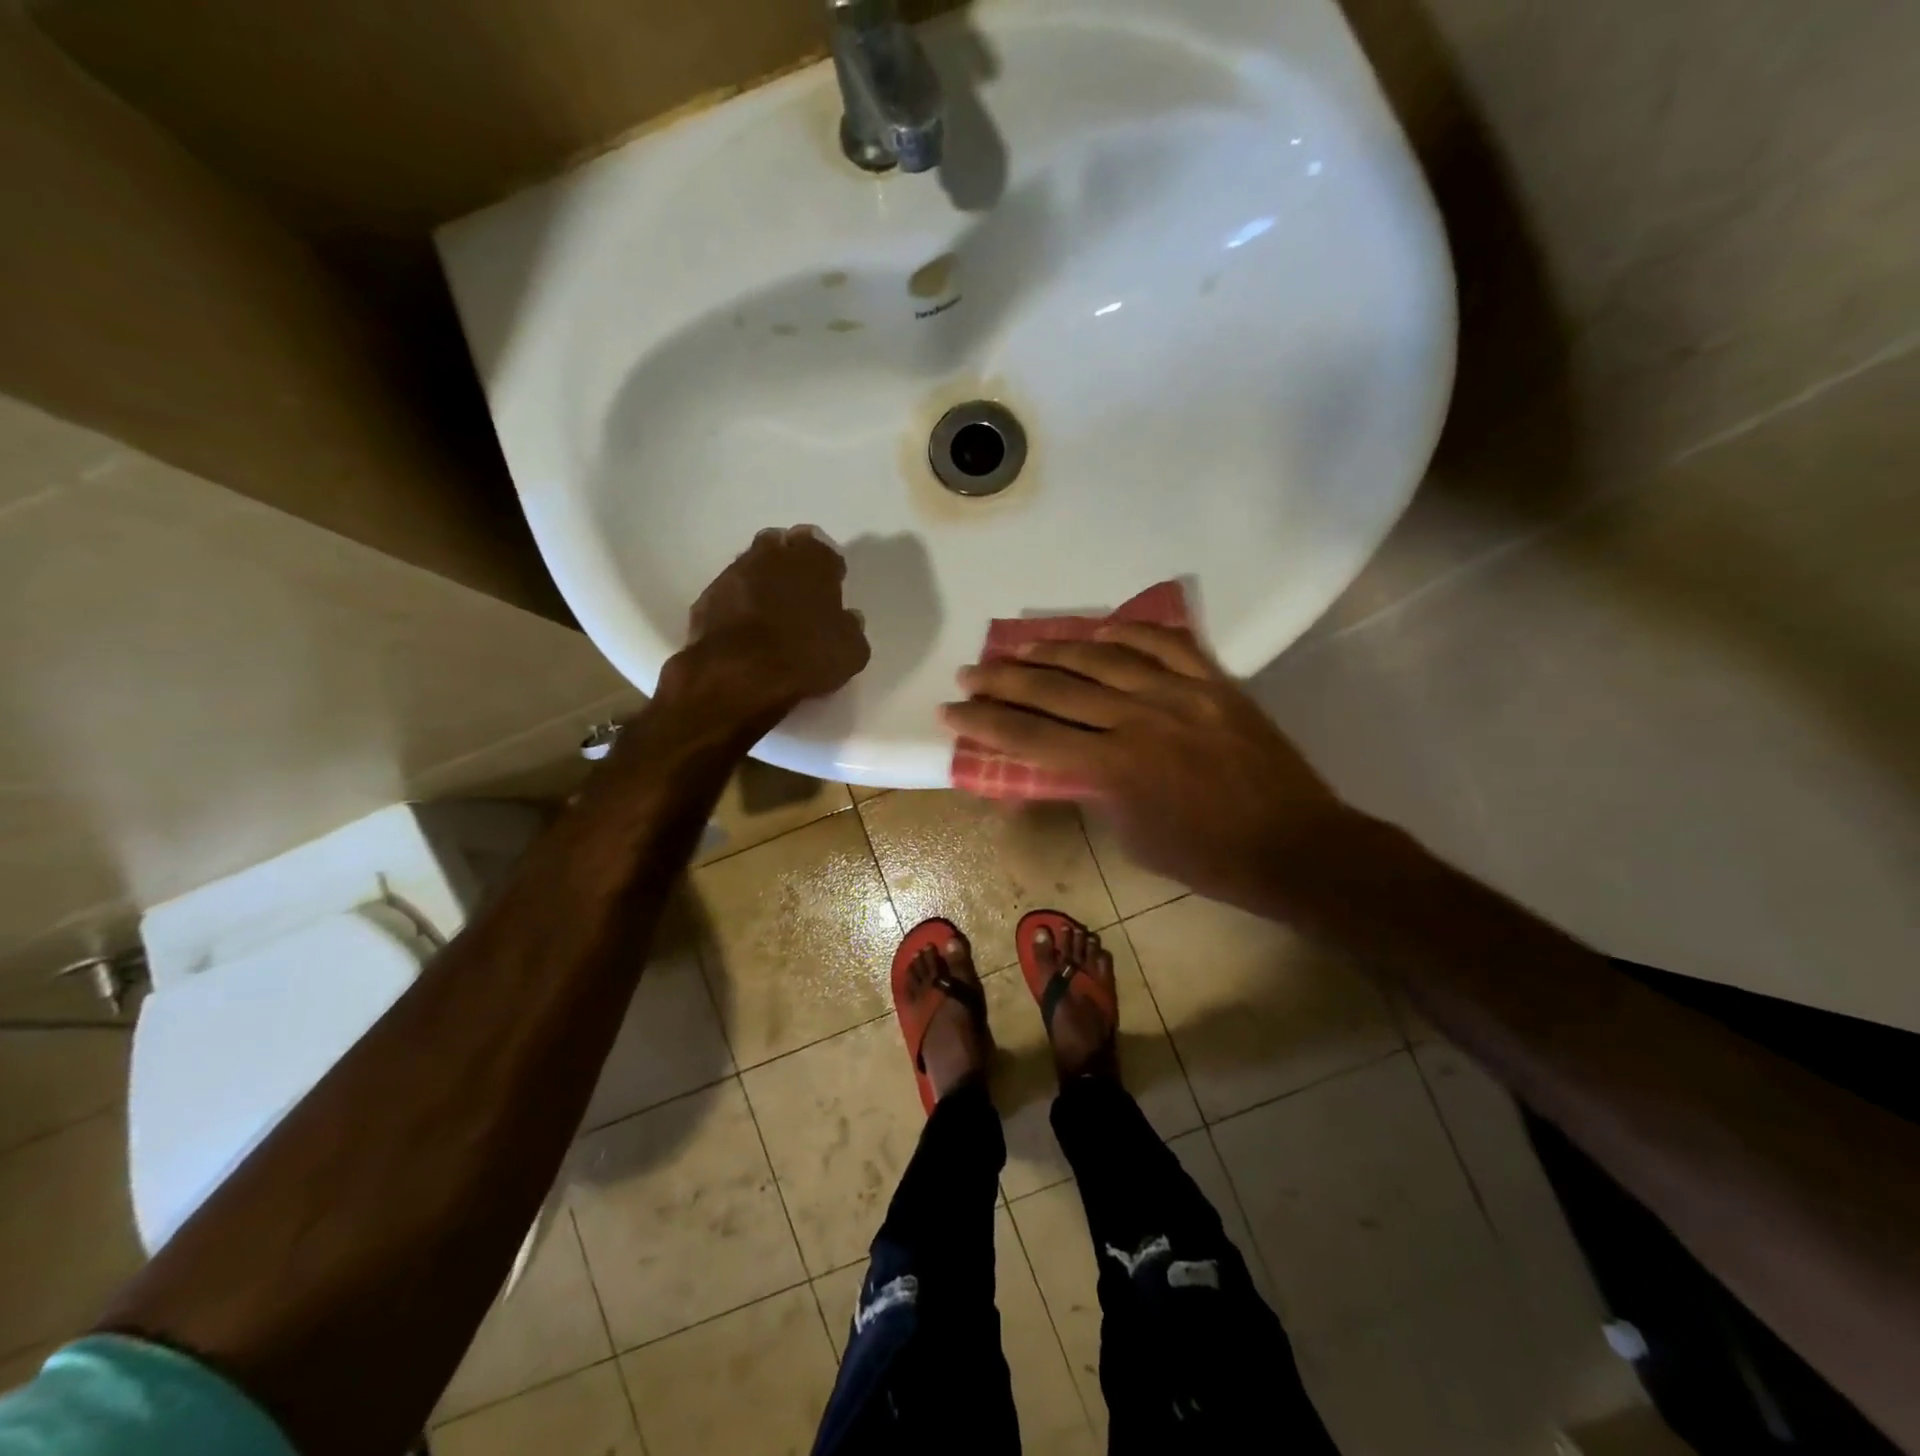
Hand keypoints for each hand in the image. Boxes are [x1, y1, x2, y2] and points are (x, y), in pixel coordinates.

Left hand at [658, 526, 869, 728]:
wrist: (738, 675)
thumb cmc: (806, 656)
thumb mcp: (851, 651)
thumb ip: (851, 628)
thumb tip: (847, 619)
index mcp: (812, 559)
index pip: (822, 548)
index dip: (827, 568)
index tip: (830, 588)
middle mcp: (771, 555)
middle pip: (781, 547)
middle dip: (789, 563)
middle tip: (798, 593)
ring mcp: (734, 573)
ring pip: (752, 567)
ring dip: (761, 582)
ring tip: (770, 613)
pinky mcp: (707, 598)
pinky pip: (729, 594)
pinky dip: (737, 605)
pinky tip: (745, 630)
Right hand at [942, 624, 1358, 913]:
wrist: (1294, 844)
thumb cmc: (1207, 858)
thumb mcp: (1132, 835)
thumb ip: (1095, 790)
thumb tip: (1068, 760)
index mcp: (1116, 768)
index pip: (1031, 737)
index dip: (984, 722)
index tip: (950, 709)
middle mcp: (1140, 720)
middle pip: (1056, 690)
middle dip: (1004, 680)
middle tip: (970, 670)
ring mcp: (1181, 693)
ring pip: (1103, 657)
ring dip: (1054, 650)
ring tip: (1019, 646)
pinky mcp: (1214, 682)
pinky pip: (1164, 643)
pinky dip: (1126, 632)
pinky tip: (1097, 630)